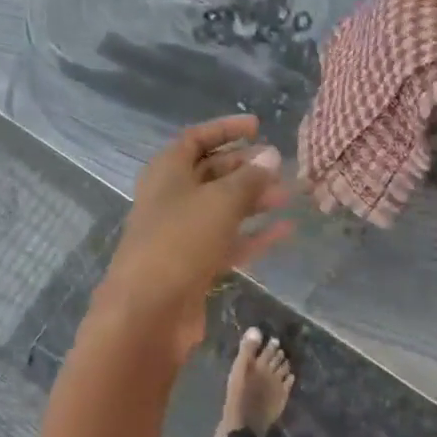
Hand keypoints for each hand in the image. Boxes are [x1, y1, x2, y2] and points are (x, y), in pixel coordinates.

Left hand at [96, 116, 291, 356]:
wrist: (148, 310)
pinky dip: (253, 235)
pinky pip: (227, 242)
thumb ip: (249, 179)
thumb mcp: (220, 201)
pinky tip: (284, 230)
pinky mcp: (193, 266)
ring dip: (253, 201)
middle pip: (210, 173)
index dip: (225, 130)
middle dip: (245, 167)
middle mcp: (171, 198)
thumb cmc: (180, 240)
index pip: (196, 139)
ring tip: (287, 195)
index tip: (258, 126)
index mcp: (166, 172)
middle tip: (279, 165)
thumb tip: (271, 156)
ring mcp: (181, 234)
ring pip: (221, 209)